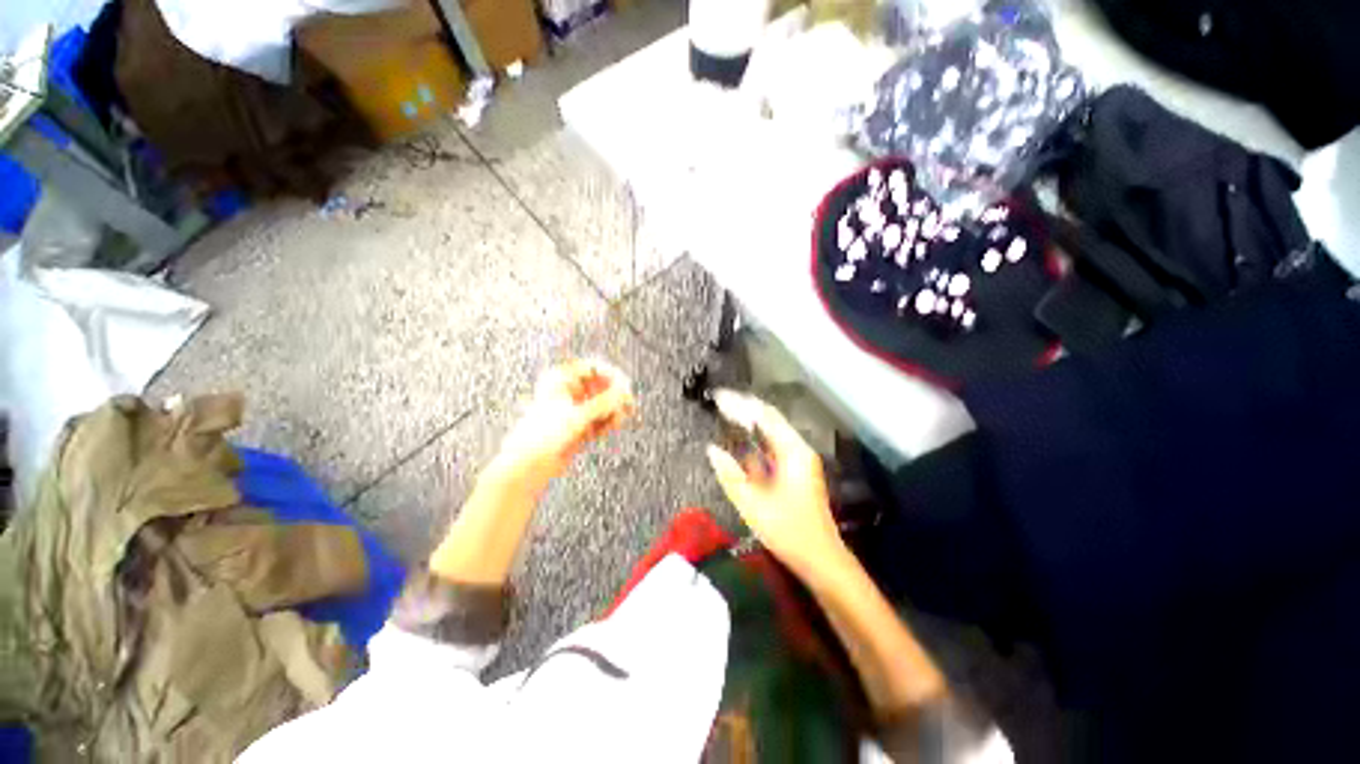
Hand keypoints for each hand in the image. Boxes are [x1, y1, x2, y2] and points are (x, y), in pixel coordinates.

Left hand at [498, 359, 635, 487]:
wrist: (526, 465)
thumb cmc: (543, 435)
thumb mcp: (577, 416)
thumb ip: (604, 403)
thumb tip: (624, 392)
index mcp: (560, 379)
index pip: (594, 368)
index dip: (612, 375)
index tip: (626, 386)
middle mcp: (568, 391)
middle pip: (602, 385)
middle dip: (615, 396)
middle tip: (628, 405)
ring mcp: (575, 409)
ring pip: (604, 403)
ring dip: (613, 410)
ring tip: (616, 421)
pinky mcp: (580, 425)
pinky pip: (601, 418)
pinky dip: (607, 422)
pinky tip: (608, 429)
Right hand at [706, 390, 845, 575]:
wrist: (820, 559)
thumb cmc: (788, 531)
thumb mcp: (753, 504)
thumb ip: (730, 475)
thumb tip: (712, 450)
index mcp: (793, 452)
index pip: (765, 416)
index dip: (740, 404)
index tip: (719, 397)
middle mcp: (798, 450)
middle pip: (770, 419)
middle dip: (744, 409)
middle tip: (719, 401)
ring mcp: (798, 460)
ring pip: (771, 432)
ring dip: (749, 422)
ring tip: (725, 412)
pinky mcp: (794, 471)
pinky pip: (771, 447)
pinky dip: (754, 440)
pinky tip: (739, 438)